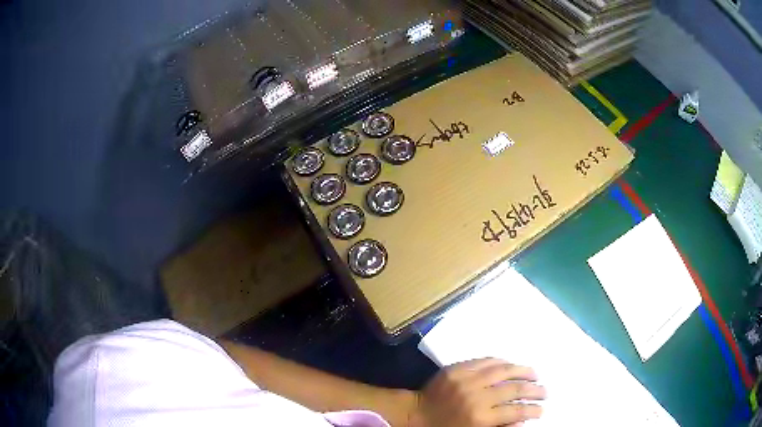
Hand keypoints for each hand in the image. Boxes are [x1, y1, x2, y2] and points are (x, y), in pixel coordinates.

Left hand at [408, 358, 545, 426]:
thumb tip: (522, 420)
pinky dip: (500, 362)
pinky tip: (510, 364)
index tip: (542, 409)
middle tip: (545, 391)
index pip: (515, 411)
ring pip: (503, 370)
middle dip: (534, 390)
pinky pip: (484, 360)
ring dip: (523, 371)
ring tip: (534, 374)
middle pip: (514, 389)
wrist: (415, 414)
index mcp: (480, 418)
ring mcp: (466, 379)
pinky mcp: (457, 368)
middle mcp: (476, 396)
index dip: (533, 410)